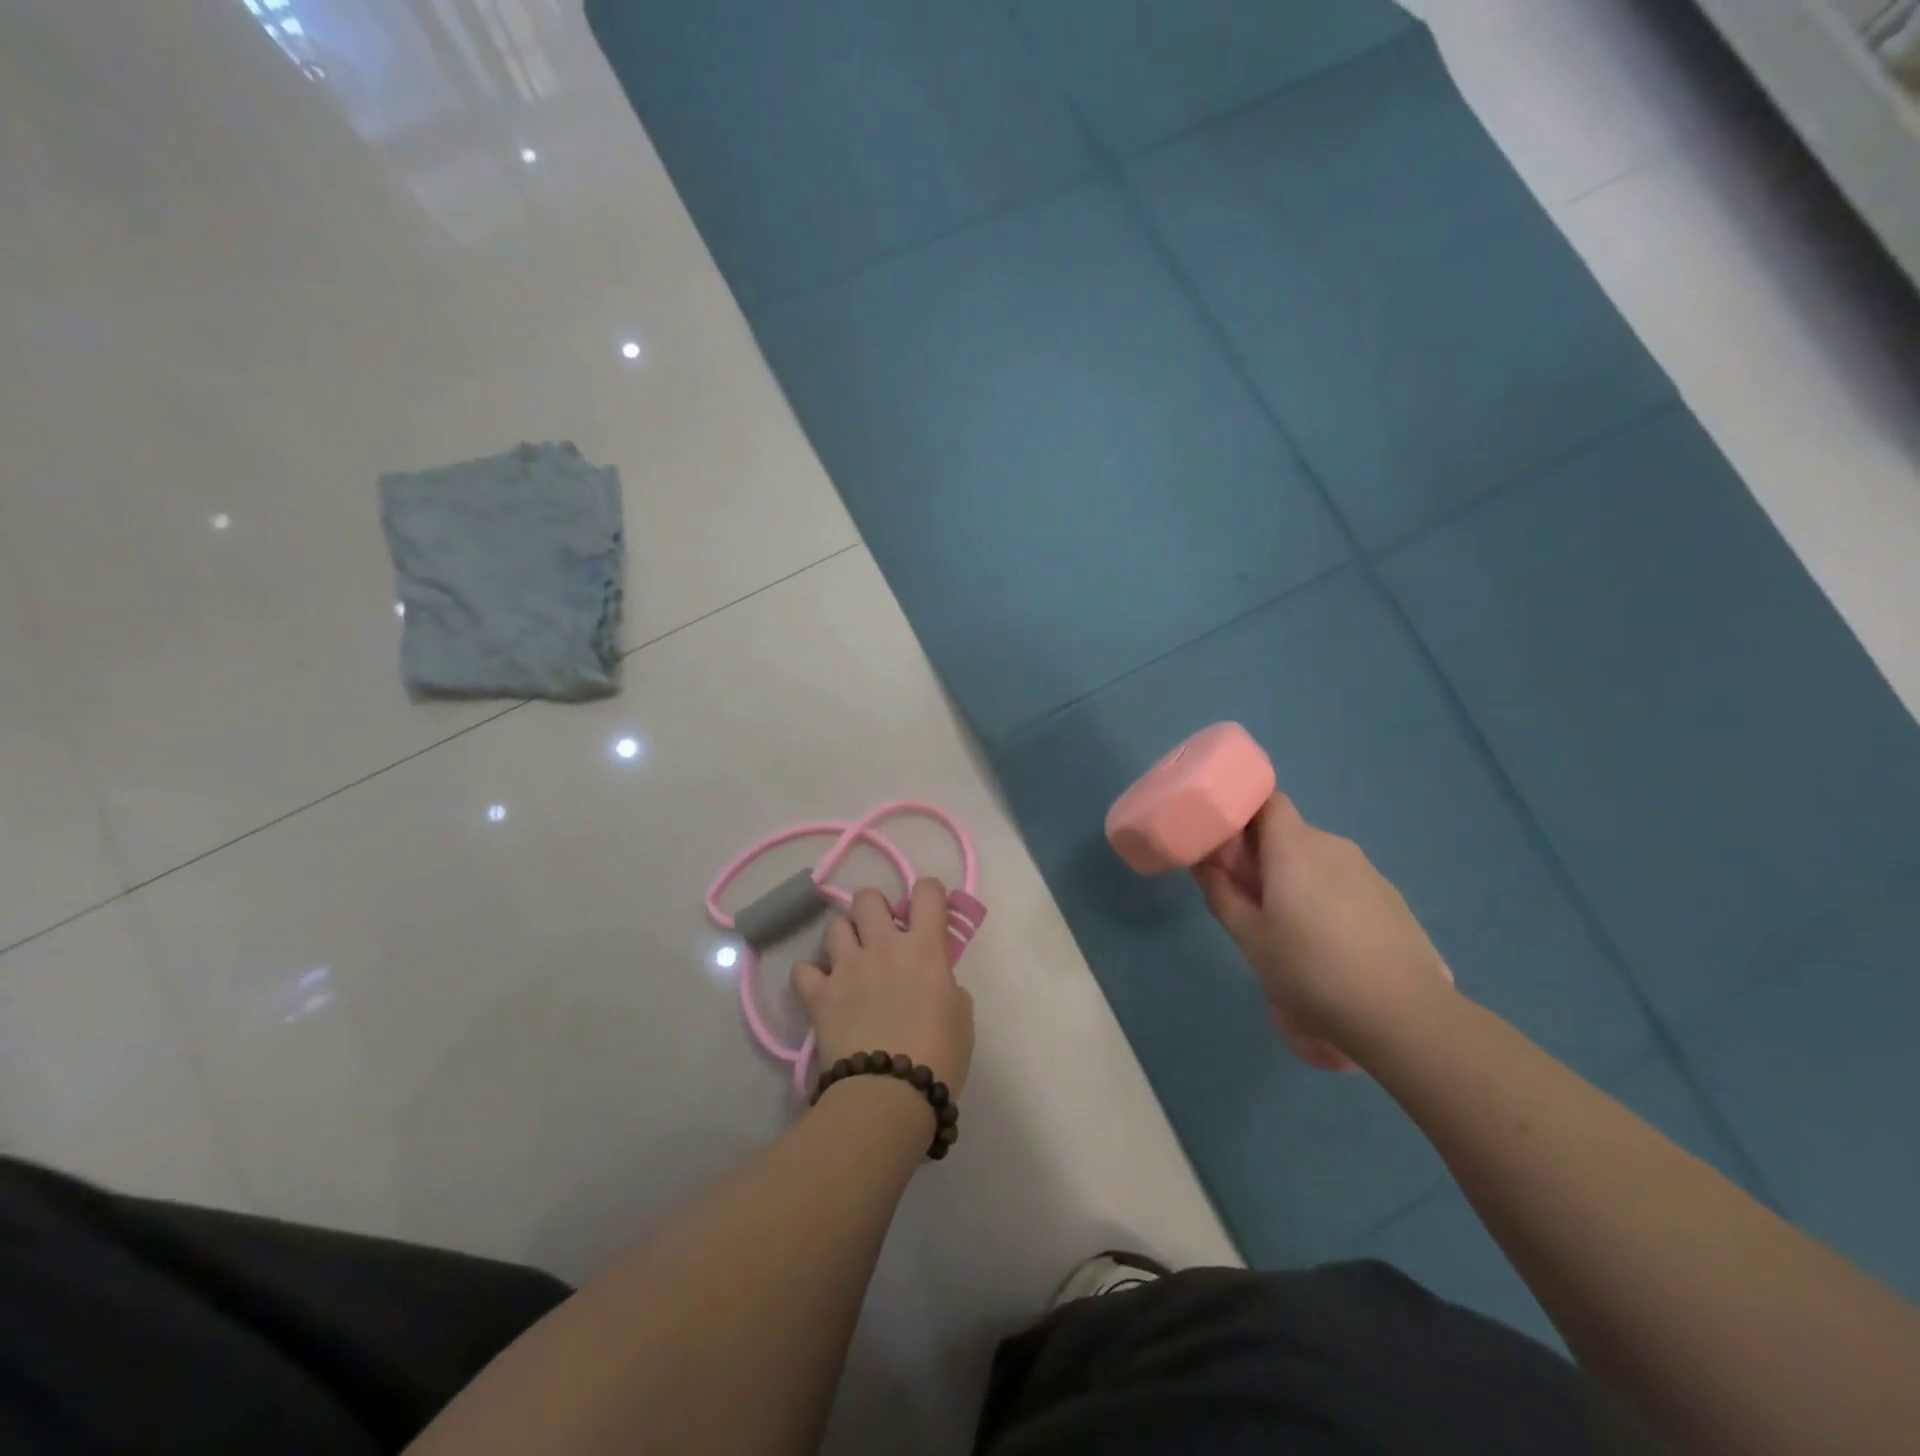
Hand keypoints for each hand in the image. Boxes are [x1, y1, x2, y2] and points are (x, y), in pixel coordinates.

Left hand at [792, 880, 974, 1094]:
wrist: (888, 1095)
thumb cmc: (939, 1057)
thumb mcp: (961, 1014)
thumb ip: (944, 982)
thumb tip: (931, 977)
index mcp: (924, 948)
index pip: (926, 892)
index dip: (928, 894)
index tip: (928, 911)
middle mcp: (883, 946)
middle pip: (868, 897)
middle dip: (874, 909)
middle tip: (881, 934)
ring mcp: (846, 968)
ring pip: (834, 925)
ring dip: (844, 939)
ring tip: (851, 962)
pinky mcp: (818, 995)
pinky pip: (803, 969)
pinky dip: (811, 976)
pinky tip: (822, 990)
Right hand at [1193, 793, 1454, 1064]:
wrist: (1402, 1014)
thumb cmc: (1310, 969)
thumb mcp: (1249, 937)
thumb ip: (1220, 892)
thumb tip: (1202, 861)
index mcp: (1293, 846)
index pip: (1267, 800)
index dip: (1243, 812)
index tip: (1224, 841)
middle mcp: (1332, 845)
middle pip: (1289, 832)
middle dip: (1263, 853)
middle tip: (1245, 892)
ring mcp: (1367, 870)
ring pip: (1318, 858)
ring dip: (1295, 876)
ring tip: (1286, 923)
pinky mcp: (1391, 897)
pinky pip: (1345, 880)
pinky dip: (1326, 894)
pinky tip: (1327, 940)